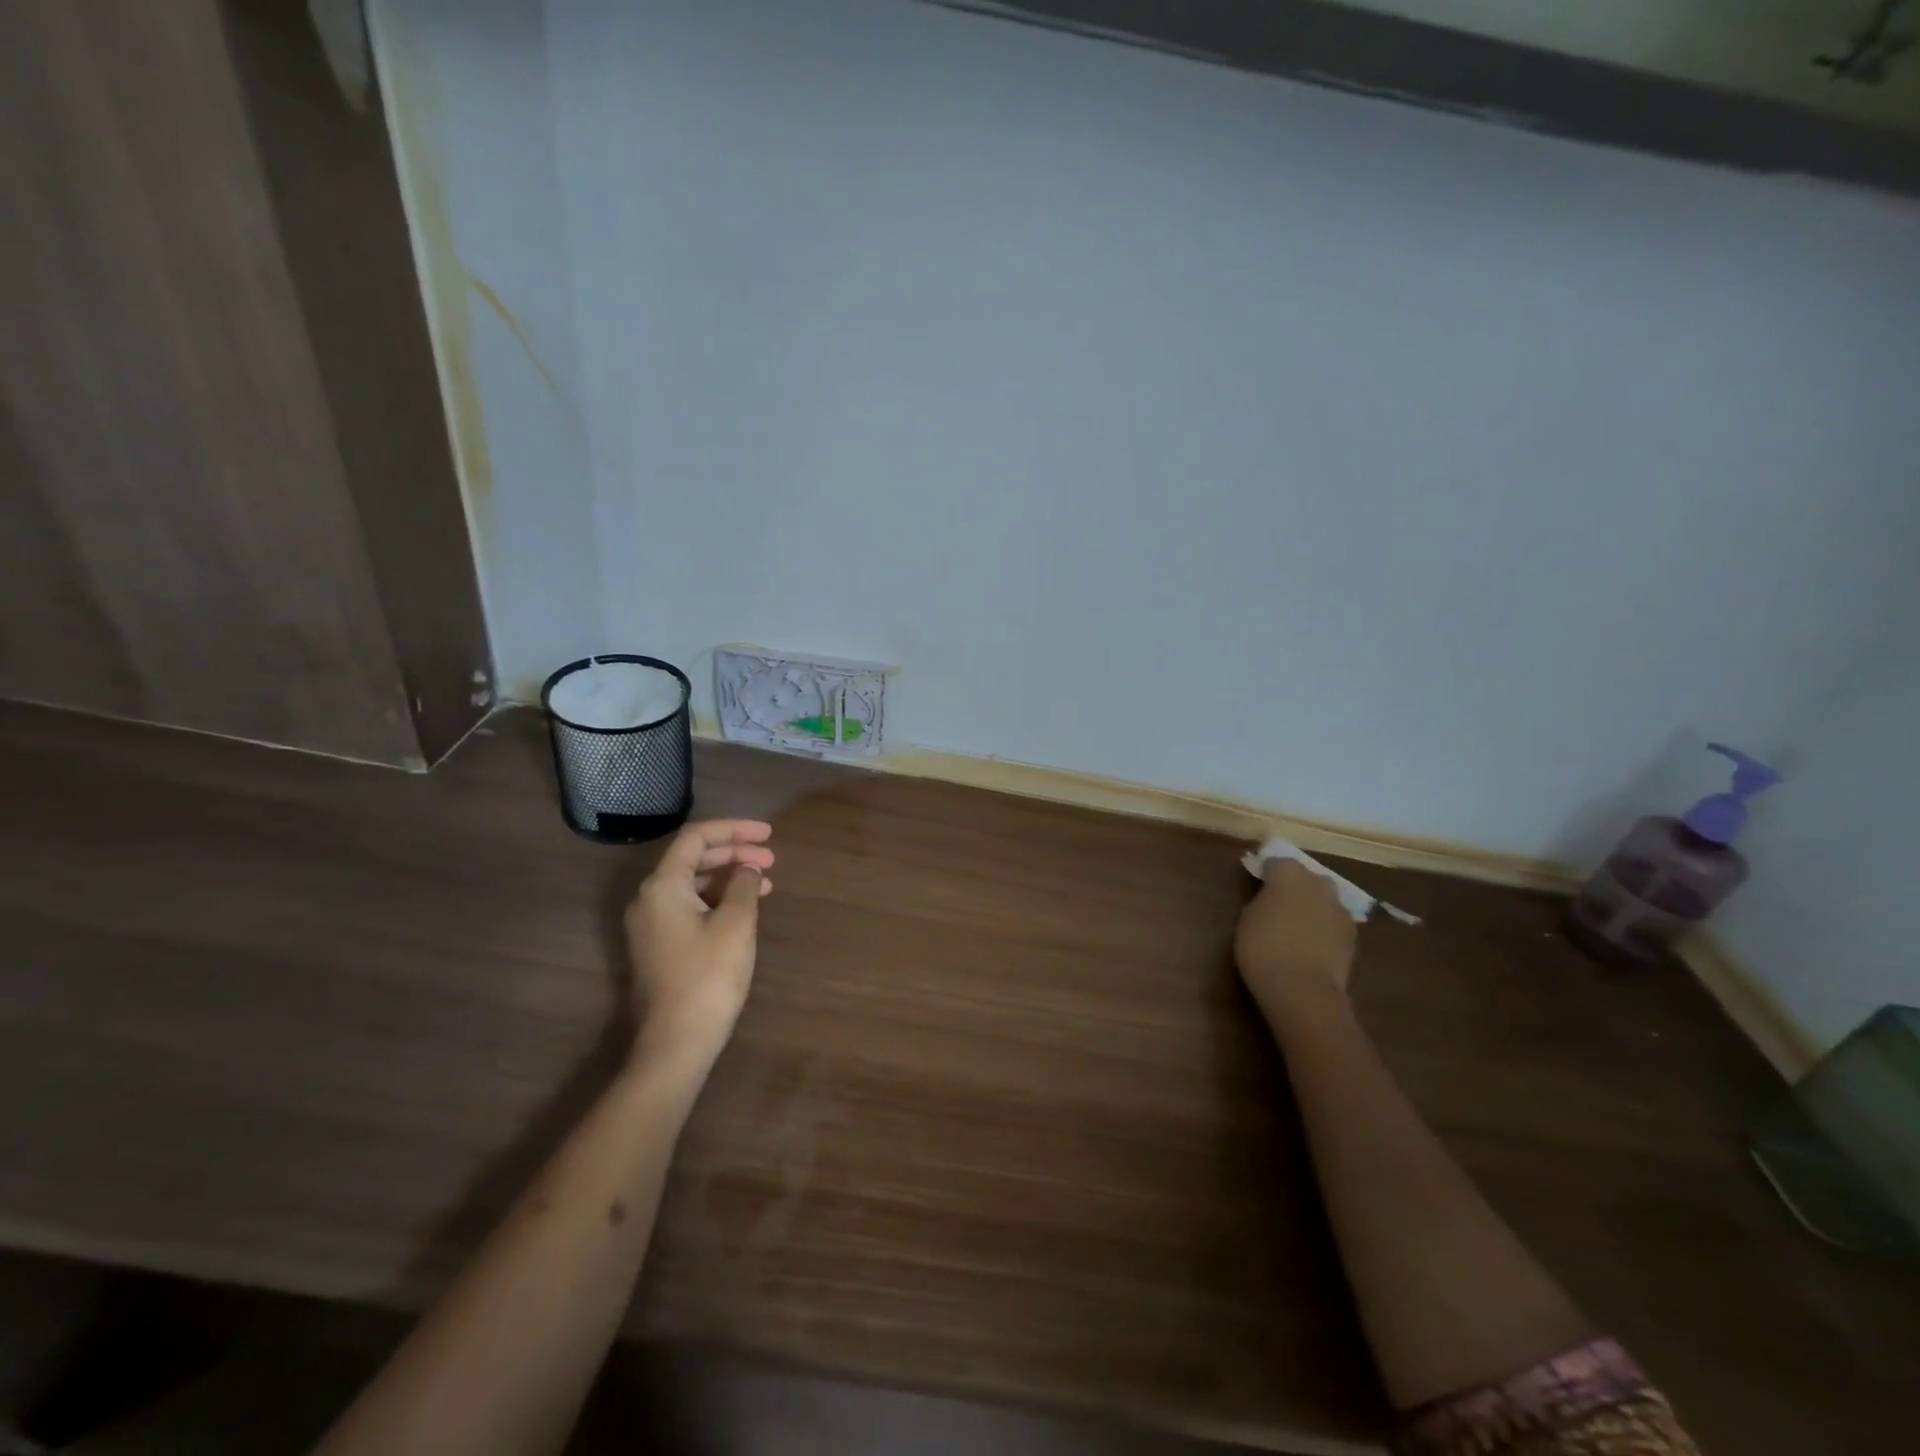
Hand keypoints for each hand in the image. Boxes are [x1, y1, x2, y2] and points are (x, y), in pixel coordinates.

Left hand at [624, 819, 774, 1062]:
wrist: (676, 1042)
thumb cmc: (708, 977)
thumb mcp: (736, 924)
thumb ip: (743, 885)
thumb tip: (745, 868)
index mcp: (662, 886)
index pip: (696, 838)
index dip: (734, 829)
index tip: (769, 834)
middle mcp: (649, 898)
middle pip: (693, 858)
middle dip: (734, 852)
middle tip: (771, 858)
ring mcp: (651, 924)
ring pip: (693, 884)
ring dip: (729, 877)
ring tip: (765, 883)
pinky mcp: (659, 945)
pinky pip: (689, 906)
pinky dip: (718, 899)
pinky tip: (744, 908)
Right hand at [1234, 859, 1357, 1025]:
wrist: (1302, 988)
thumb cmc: (1262, 949)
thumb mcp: (1247, 920)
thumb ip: (1261, 902)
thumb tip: (1269, 900)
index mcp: (1288, 875)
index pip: (1278, 862)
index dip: (1268, 871)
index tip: (1259, 883)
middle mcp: (1318, 884)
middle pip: (1307, 877)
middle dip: (1296, 885)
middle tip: (1279, 903)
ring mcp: (1339, 909)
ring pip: (1325, 899)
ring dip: (1313, 906)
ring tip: (1298, 925)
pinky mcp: (1353, 935)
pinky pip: (1334, 922)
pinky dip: (1325, 927)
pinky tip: (1313, 944)